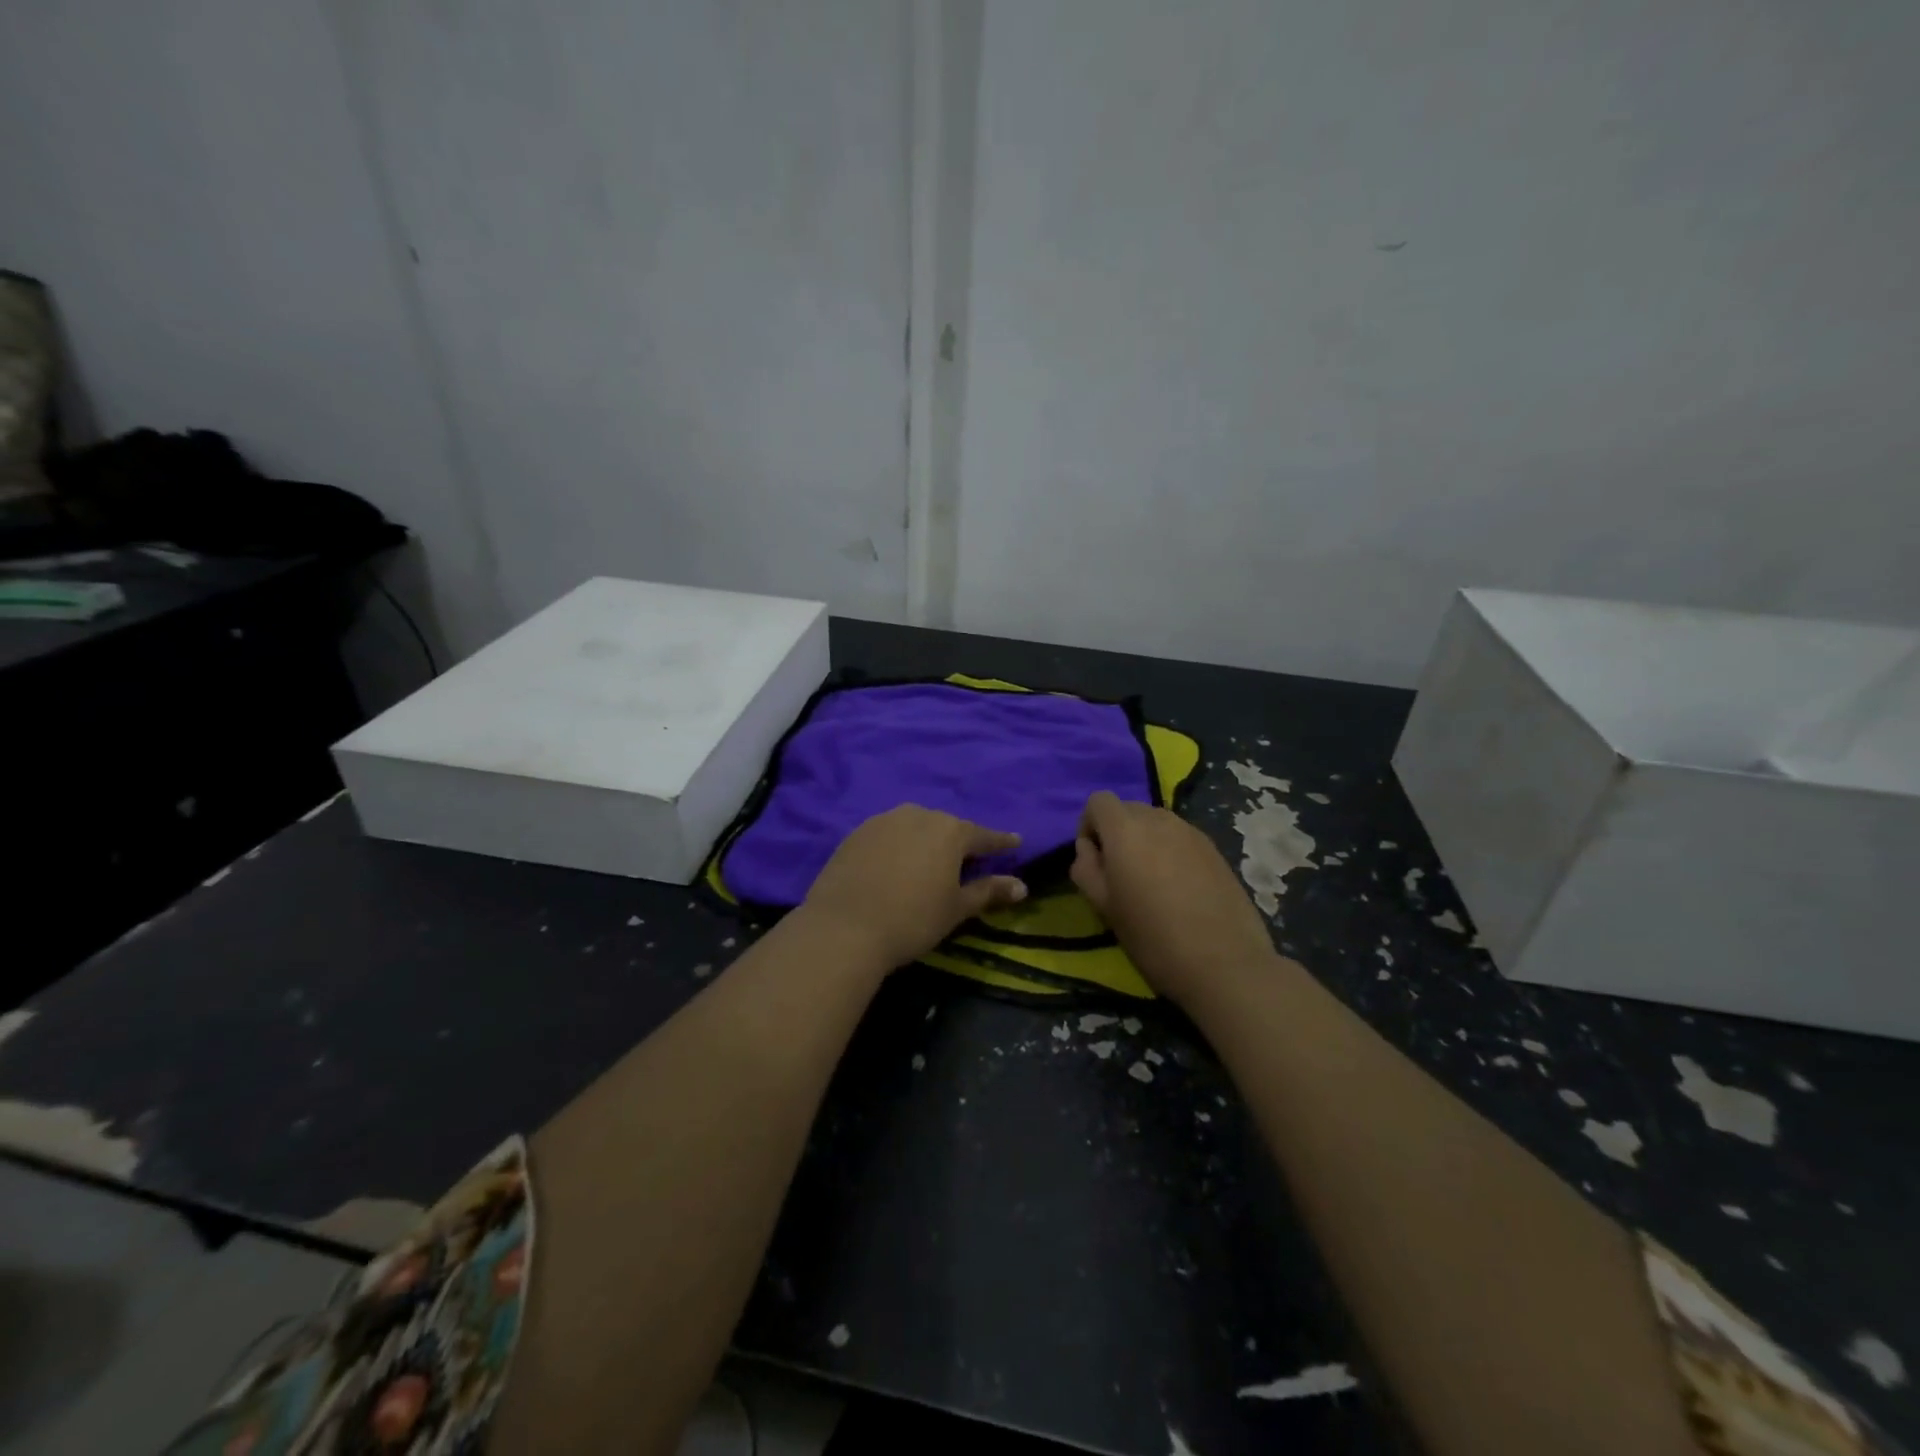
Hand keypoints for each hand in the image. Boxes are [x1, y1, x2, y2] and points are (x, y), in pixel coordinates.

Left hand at [800, 804, 1028, 969]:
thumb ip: (989, 892)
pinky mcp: (856, 833)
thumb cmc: (912, 919)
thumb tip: (1022, 886)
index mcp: (950, 831)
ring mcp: (884, 821)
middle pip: (947, 828)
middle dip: (959, 842)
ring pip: (915, 827)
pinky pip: (888, 835)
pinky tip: (895, 866)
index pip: (983, 836)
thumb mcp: (956, 909)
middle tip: (967, 861)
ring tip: (929, 863)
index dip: (1001, 842)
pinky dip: (898, 846)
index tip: (1015, 842)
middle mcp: (918, 815)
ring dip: (926, 842)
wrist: (843, 928)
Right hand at [1072, 791, 1276, 1005]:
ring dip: (1145, 841)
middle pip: (1128, 809)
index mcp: (1126, 830)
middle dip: (1117, 833)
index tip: (1094, 860)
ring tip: (1151, 882)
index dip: (1089, 826)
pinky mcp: (1214, 848)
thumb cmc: (1153, 937)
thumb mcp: (1103, 907)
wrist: (1225, 963)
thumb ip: (1086, 868)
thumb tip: (1089, 849)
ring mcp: (1191, 831)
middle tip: (1120, 874)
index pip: (1098, 801)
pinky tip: (1179, 889)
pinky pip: (1180, 837)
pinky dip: (1170, 851)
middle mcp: (1159, 819)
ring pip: (1156, 822)